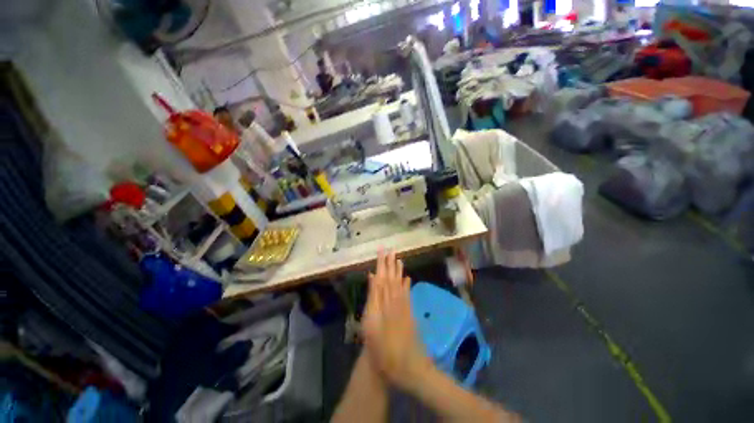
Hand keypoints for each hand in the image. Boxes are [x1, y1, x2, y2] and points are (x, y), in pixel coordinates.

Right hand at [362, 250, 431, 390]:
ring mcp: (404, 305)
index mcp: (384, 300)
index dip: (382, 263)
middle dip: (390, 263)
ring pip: (400, 282)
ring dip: (398, 270)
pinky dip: (407, 284)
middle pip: (392, 277)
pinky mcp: (409, 312)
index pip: (382, 276)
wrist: (405, 364)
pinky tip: (407, 278)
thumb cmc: (382, 346)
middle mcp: (395, 298)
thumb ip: (373, 297)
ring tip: (398, 258)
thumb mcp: (371, 322)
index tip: (382, 251)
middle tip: (390, 250)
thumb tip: (373, 277)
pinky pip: (408, 293)